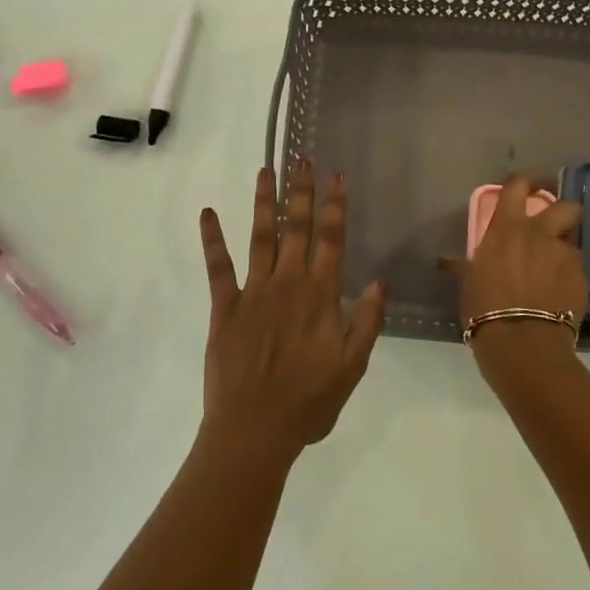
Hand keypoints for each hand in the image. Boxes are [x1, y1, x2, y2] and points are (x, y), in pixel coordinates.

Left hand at [197, 160, 385, 463]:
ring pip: (260, 236)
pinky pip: (218, 266)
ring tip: (265, 170)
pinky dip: (212, 238)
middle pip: (297, 228)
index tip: (337, 175)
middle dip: (301, 191)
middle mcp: (288, 283)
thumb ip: (367, 323)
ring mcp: (253, 291)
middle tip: (301, 157)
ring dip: (264, 202)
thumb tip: (381, 282)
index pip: (332, 239)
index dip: (335, 205)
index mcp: (320, 296)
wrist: (254, 431)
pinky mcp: (224, 306)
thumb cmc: (308, 403)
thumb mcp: (352, 368)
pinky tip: (208, 213)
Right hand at [441, 173, 586, 376]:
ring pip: (571, 243)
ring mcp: (564, 255)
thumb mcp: (469, 282)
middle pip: (565, 206)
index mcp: (507, 228)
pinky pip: (576, 271)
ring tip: (554, 273)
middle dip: (563, 213)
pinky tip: (559, 297)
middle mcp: (539, 234)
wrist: (522, 342)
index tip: (527, 186)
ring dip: (562, 253)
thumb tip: (446, 261)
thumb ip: (466, 265)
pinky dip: (568, 278)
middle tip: (553, 228)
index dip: (525, 181)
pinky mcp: (582, 279)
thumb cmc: (484, 308)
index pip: (517, 186)